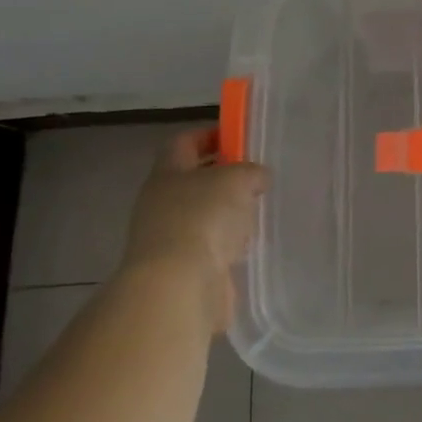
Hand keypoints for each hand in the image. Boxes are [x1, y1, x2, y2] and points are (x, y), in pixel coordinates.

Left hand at [121, 129, 268, 332]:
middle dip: (225, 177)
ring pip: (204, 214)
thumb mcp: (237, 179)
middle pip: (194, 179)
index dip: (210, 135)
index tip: (239, 137)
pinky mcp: (183, 268)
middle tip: (258, 177)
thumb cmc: (204, 218)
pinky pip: (211, 246)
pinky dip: (229, 244)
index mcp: (167, 173)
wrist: (180, 286)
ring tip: (260, 211)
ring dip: (229, 213)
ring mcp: (169, 237)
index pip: (184, 142)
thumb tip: (257, 178)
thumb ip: (251, 172)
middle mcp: (162, 202)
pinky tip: (250, 244)